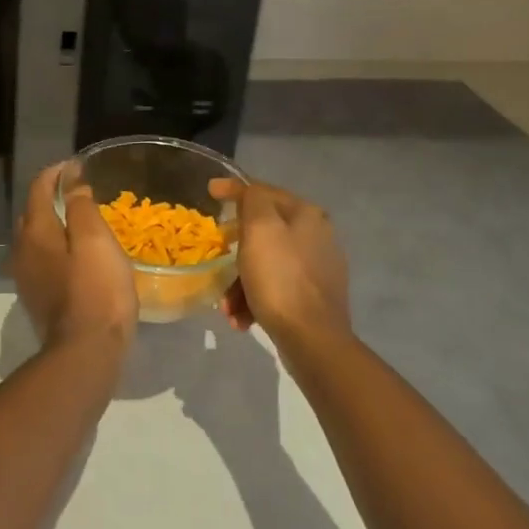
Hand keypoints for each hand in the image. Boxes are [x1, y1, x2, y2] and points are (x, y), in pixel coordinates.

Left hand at [8, 163, 137, 350]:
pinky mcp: (38, 299)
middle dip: (51, 198)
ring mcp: (27, 278)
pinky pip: (43, 261)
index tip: (78, 165)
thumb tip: (72, 184)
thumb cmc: (96, 290)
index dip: (57, 173)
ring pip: (35, 240)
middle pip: (32, 214)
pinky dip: (56, 249)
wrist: (86, 353)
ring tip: (79, 222)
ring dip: (53, 225)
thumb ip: (81, 207)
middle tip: (79, 192)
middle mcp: (22, 252)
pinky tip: (75, 257)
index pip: (39, 189)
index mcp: (35, 232)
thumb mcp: (95, 240)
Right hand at [209, 179, 351, 350]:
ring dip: (241, 282)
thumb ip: (253, 199)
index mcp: (307, 215)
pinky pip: (276, 288)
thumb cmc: (280, 278)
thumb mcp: (260, 229)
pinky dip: (256, 299)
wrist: (313, 339)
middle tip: (217, 256)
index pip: (264, 192)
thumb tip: (247, 190)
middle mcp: (318, 236)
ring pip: (267, 263)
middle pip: (264, 232)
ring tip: (227, 306)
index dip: (235, 189)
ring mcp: (318, 269)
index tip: (210, 191)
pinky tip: (243, 318)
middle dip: (236, 248)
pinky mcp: (315, 298)